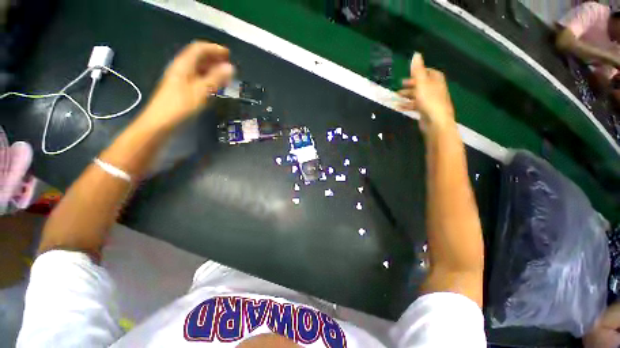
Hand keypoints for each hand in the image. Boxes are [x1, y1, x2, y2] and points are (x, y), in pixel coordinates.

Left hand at [141, 41, 234, 127]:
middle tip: (229, 65)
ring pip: (198, 68)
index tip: (229, 54)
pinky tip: (215, 85)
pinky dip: (208, 78)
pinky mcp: (182, 88)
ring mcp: (180, 78)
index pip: (199, 48)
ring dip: (212, 69)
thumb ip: (216, 78)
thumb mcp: (201, 91)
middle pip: (198, 57)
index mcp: (184, 64)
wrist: (161, 122)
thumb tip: (230, 67)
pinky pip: (197, 78)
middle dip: (214, 58)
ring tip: (225, 75)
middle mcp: (181, 68)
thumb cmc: (181, 105)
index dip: (214, 49)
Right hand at [398, 53, 455, 134]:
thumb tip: (416, 54)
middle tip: (400, 86)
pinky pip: (415, 105)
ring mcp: (430, 101)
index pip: (430, 72)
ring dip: (407, 95)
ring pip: (417, 96)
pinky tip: (399, 107)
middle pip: (422, 84)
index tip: (410, 73)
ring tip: (396, 97)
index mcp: (436, 81)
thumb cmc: (429, 100)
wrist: (435, 121)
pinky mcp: (425, 111)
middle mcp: (434, 90)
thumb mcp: (422, 83)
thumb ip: (418, 70)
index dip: (420, 71)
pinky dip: (407, 105)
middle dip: (411, 85)